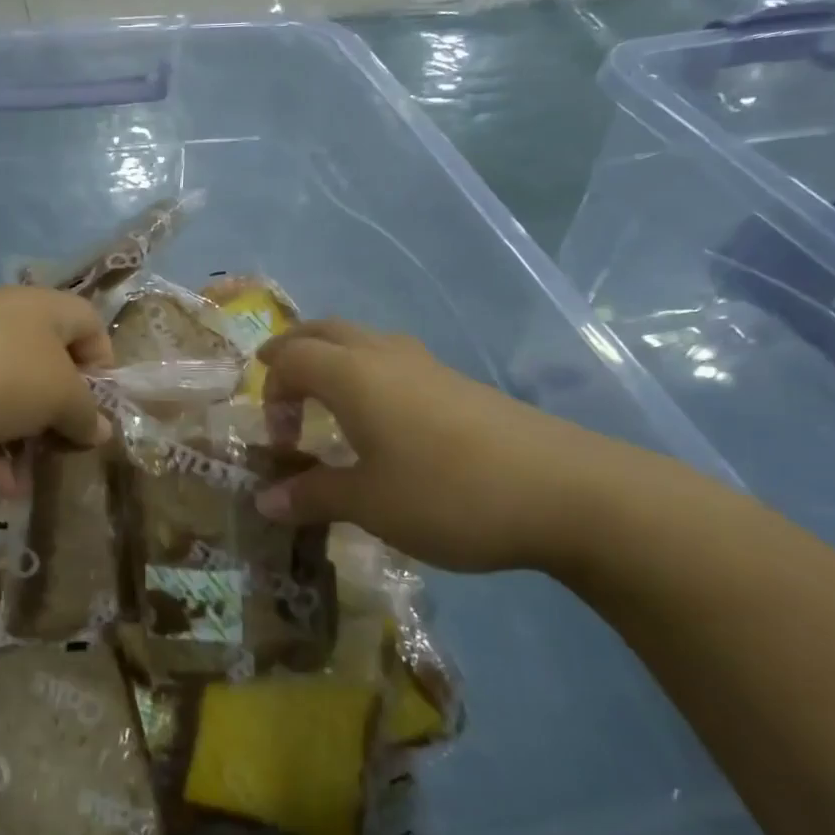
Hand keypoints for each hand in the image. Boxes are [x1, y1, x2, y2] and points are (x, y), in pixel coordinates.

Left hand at [0, 287, 113, 473]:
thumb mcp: (55, 397)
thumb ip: (85, 414)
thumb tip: (100, 428)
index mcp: (48, 312)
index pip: (93, 330)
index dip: (104, 372)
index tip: (96, 414)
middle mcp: (11, 321)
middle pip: (51, 372)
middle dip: (56, 422)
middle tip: (57, 457)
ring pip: (10, 397)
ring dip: (20, 444)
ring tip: (18, 487)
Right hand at [254, 320, 626, 574]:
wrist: (569, 493)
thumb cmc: (449, 494)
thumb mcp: (369, 504)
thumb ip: (312, 495)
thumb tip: (265, 500)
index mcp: (353, 375)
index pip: (292, 357)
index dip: (271, 391)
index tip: (279, 440)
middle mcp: (386, 357)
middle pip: (326, 331)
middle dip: (294, 350)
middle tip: (278, 381)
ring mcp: (429, 367)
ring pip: (365, 341)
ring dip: (334, 358)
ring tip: (328, 399)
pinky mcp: (461, 385)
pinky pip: (396, 362)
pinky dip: (369, 375)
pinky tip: (385, 421)